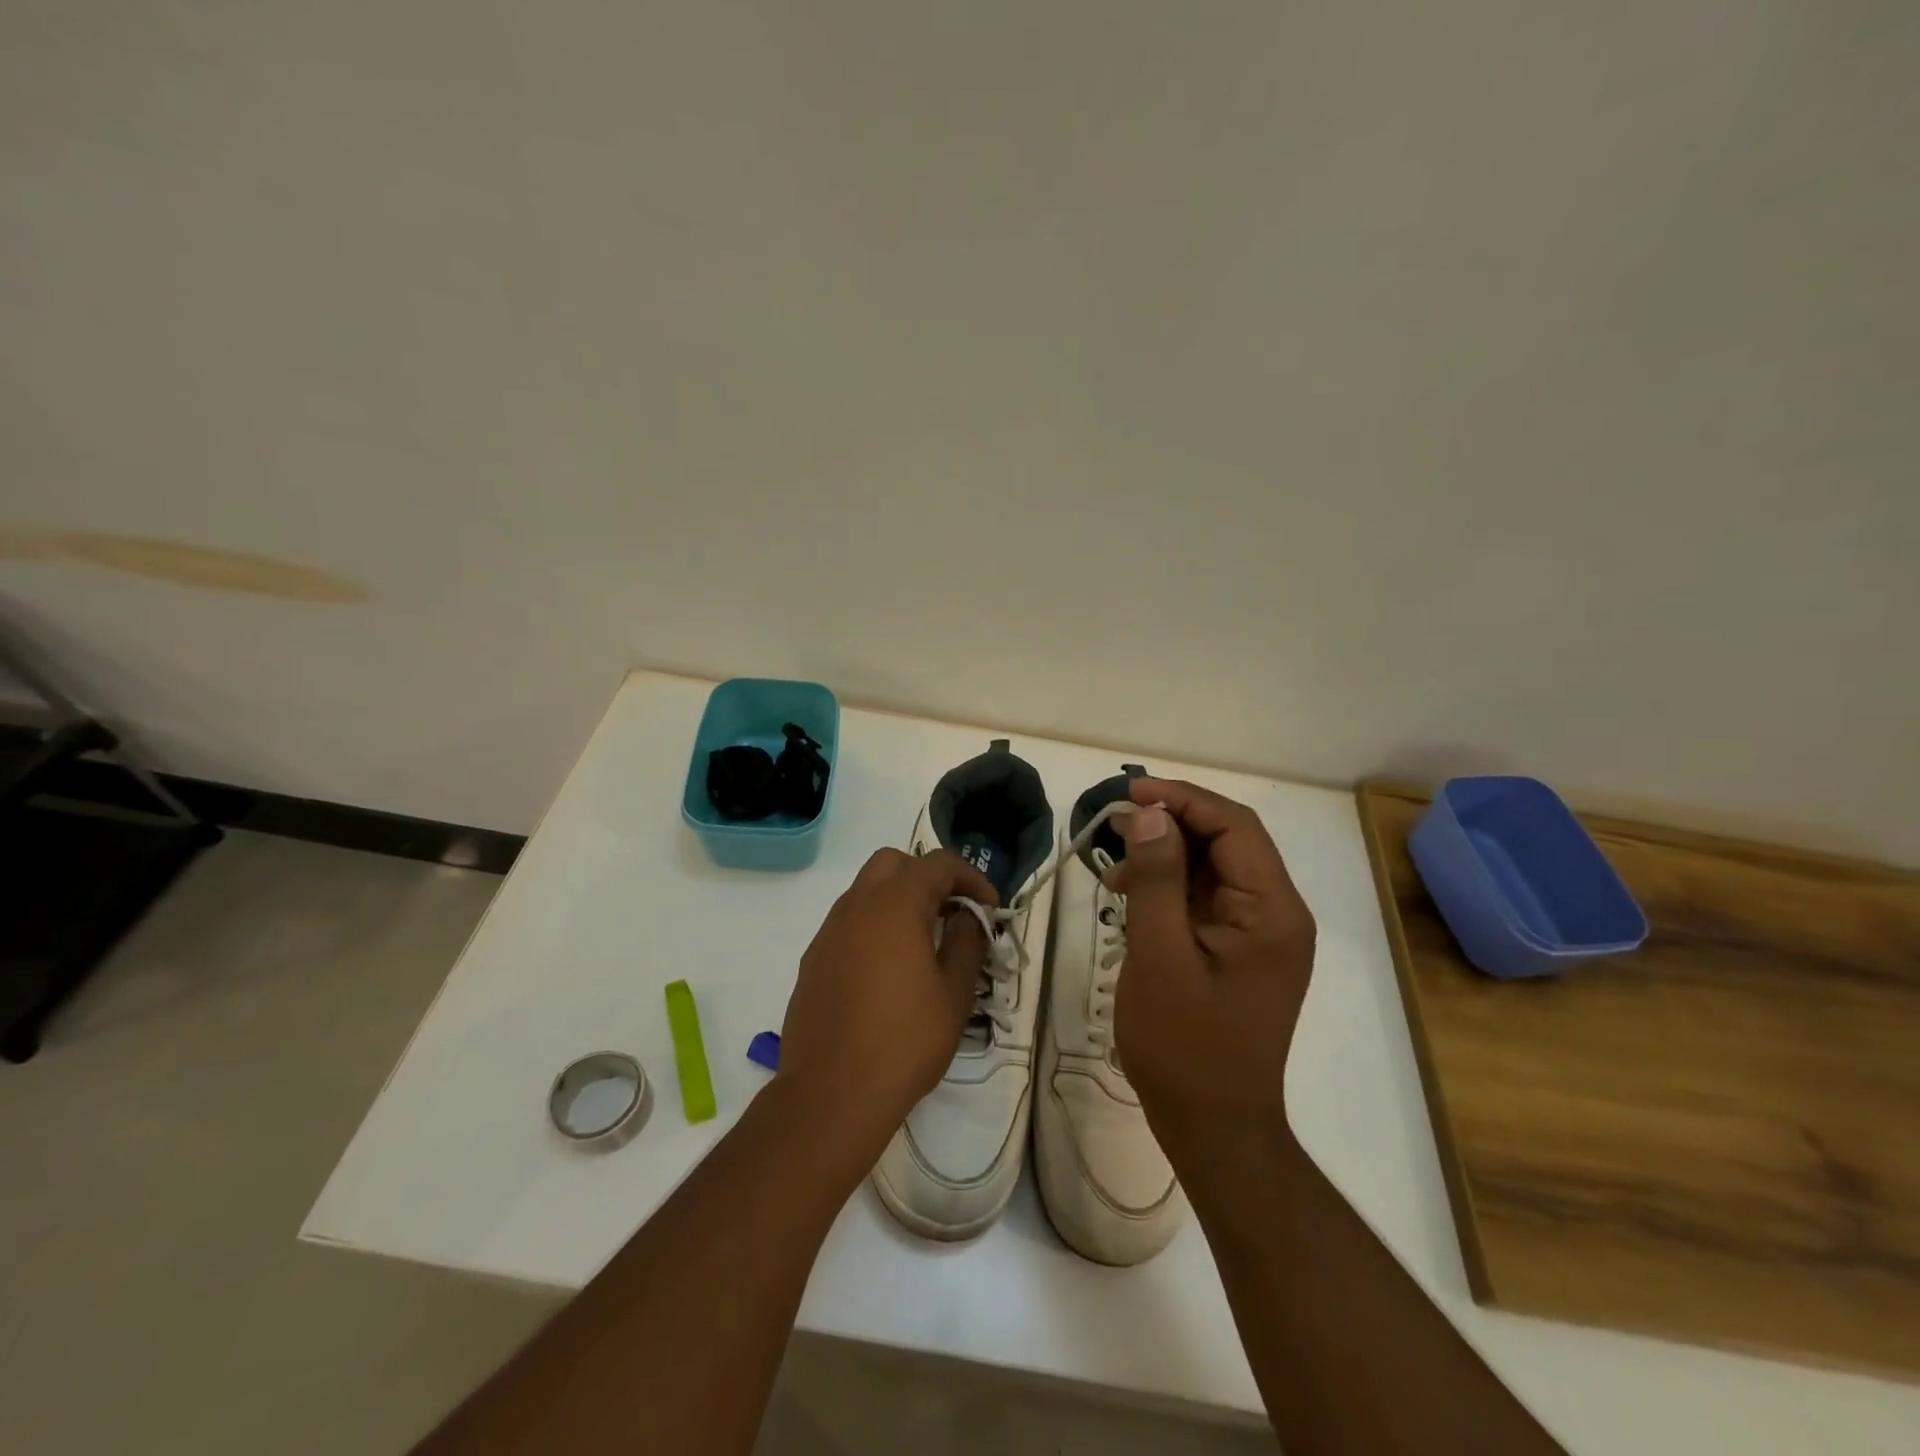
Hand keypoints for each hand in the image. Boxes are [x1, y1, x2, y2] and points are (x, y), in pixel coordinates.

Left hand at [777, 848, 996, 1169]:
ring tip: (924, 940)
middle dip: (928, 877)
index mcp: (895, 906)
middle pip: (894, 863)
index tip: (990, 908)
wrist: (831, 1094)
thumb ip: (965, 943)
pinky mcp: (813, 959)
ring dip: (898, 899)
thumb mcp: (953, 994)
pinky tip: (889, 968)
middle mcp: (856, 906)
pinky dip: (874, 924)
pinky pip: (848, 922)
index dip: (970, 877)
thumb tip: (967, 916)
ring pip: (866, 890)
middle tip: (952, 912)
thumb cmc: (905, 1041)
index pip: (937, 864)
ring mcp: (829, 932)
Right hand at [1107, 779, 1316, 1140]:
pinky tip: (1129, 895)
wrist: (1215, 1129)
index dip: (1182, 799)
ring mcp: (1261, 933)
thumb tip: (1150, 816)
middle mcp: (1277, 913)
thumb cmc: (1185, 1047)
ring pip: (1214, 866)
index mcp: (1272, 911)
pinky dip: (1169, 885)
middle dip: (1170, 823)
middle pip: (1227, 841)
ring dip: (1166, 854)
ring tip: (1114, 862)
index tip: (1129, 794)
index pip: (1234, 827)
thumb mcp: (1159, 957)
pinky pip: (1207, 898)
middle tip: (1114, 823)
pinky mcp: (1240, 950)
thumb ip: (1156, 880)